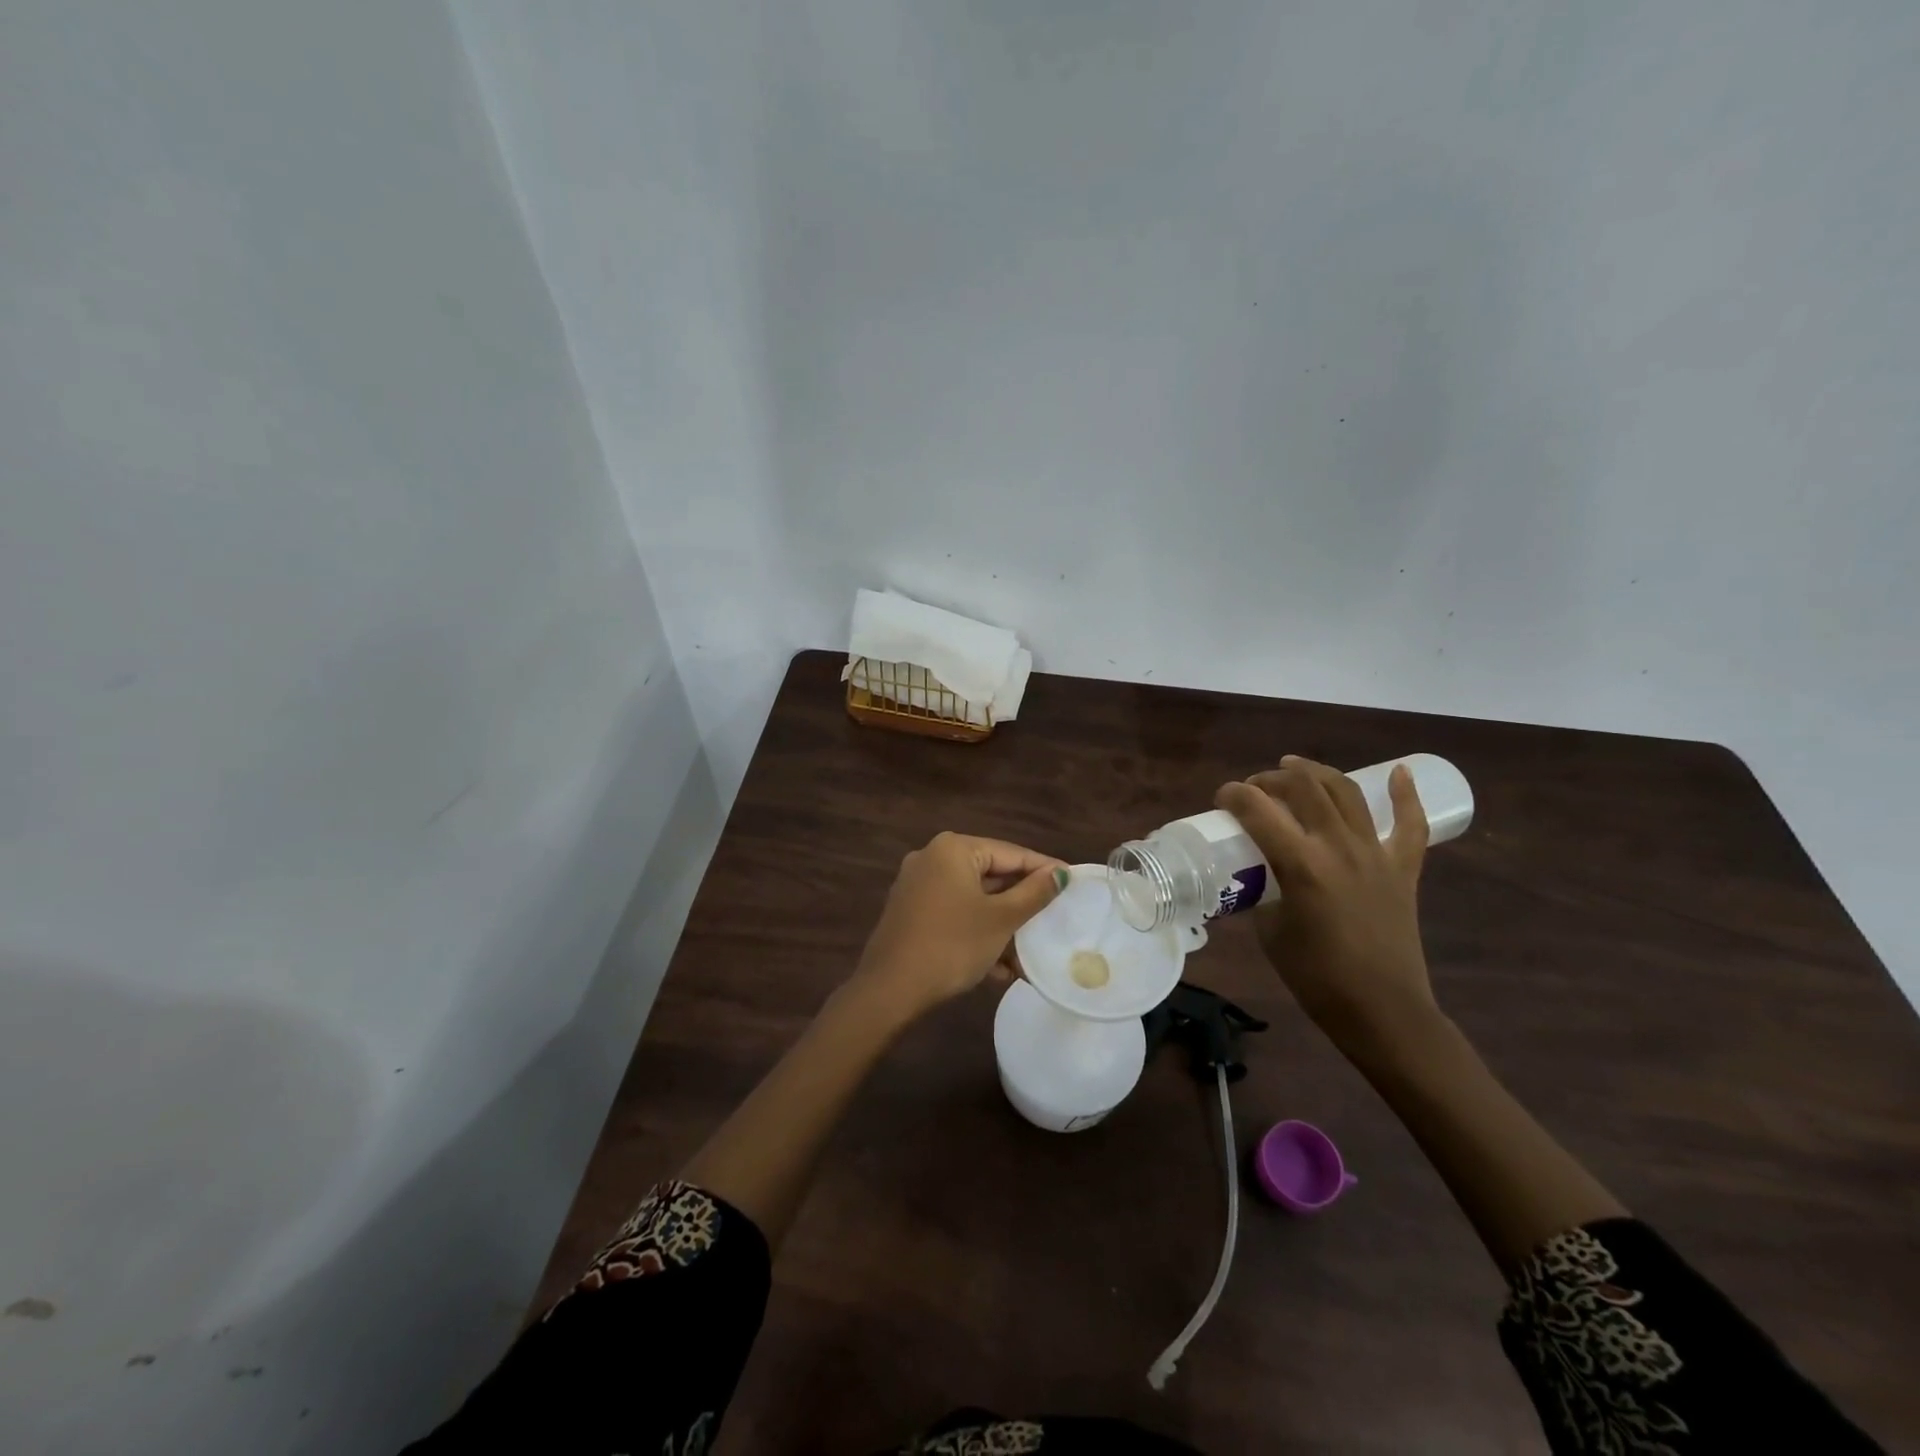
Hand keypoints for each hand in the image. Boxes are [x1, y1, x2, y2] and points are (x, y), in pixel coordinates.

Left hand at [848, 832, 1067, 1022]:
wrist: (890, 990)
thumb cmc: (952, 945)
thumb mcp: (1000, 919)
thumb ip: (1033, 893)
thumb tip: (1061, 873)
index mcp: (953, 849)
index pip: (1011, 853)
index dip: (1044, 869)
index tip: (1073, 881)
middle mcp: (932, 858)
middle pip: (991, 875)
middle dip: (1021, 905)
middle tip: (1053, 918)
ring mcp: (918, 886)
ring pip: (974, 900)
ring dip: (1002, 927)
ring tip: (1028, 955)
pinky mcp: (911, 912)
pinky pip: (955, 914)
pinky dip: (977, 933)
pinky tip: (999, 969)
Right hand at [1214, 756, 1437, 1055]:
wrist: (1382, 1010)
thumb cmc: (1317, 977)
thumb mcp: (1271, 930)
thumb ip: (1262, 892)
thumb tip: (1257, 875)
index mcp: (1301, 865)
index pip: (1258, 810)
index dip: (1233, 795)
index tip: (1221, 798)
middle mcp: (1339, 848)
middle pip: (1304, 788)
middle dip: (1272, 779)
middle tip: (1256, 788)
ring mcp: (1376, 854)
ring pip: (1346, 793)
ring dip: (1318, 772)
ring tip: (1296, 767)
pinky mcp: (1403, 868)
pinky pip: (1410, 824)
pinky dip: (1405, 795)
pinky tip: (1399, 772)